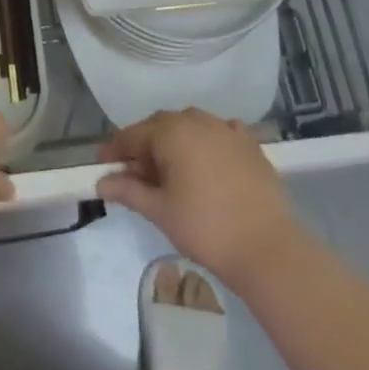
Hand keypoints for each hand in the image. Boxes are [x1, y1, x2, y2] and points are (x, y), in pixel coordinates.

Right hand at [97, 109, 302, 290]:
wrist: (268, 248)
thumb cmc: (205, 228)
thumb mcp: (159, 211)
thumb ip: (128, 191)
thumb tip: (101, 182)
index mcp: (172, 132)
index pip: (133, 134)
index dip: (115, 149)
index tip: (101, 163)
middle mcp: (198, 120)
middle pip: (161, 126)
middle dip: (144, 145)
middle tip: (132, 171)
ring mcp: (227, 130)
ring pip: (190, 126)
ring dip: (174, 142)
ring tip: (167, 170)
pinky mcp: (250, 144)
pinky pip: (219, 133)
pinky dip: (205, 143)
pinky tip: (205, 161)